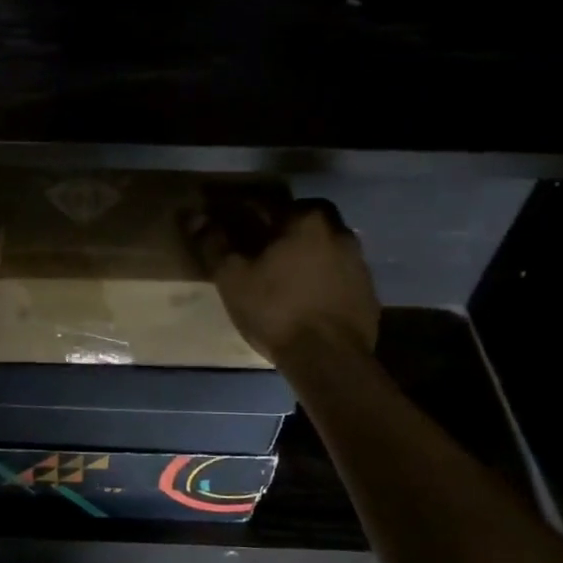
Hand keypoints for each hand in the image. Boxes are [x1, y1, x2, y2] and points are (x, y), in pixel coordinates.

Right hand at [191, 190, 380, 361]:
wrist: (329, 358)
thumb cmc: (276, 310)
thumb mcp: (233, 277)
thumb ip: (214, 243)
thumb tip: (194, 216)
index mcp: (305, 220)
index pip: (269, 204)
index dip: (246, 213)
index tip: (232, 226)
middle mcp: (338, 231)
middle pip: (305, 218)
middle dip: (283, 227)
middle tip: (261, 247)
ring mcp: (359, 262)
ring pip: (326, 244)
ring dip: (306, 252)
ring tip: (284, 274)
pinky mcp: (368, 290)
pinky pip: (339, 272)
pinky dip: (322, 276)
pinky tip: (306, 296)